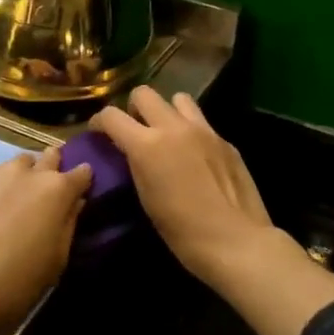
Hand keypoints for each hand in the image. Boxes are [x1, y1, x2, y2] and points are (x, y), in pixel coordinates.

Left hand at [0, 148, 93, 334]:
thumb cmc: (15, 283)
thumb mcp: (56, 262)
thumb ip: (68, 224)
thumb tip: (74, 202)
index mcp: (57, 191)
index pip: (81, 173)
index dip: (83, 180)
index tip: (80, 189)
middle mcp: (28, 172)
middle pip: (49, 157)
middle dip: (51, 168)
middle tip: (45, 190)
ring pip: (15, 161)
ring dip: (19, 173)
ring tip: (10, 194)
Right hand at [91, 89, 280, 285]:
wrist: (235, 241)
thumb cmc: (182, 231)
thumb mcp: (146, 197)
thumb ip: (137, 164)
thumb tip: (132, 152)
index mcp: (147, 145)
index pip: (112, 115)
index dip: (99, 121)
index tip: (98, 132)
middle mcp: (174, 128)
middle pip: (144, 93)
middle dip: (133, 108)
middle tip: (135, 129)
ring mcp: (203, 130)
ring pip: (178, 98)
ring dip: (167, 111)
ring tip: (168, 134)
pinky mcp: (225, 140)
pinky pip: (201, 122)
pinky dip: (191, 130)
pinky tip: (195, 155)